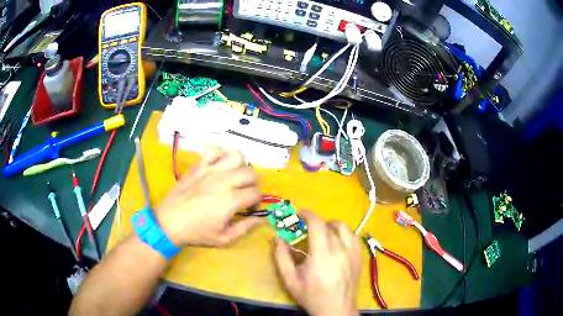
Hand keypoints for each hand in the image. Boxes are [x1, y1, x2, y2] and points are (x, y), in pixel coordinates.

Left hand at [155, 148, 262, 246]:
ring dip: (241, 167)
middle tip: (244, 194)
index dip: (257, 202)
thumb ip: (246, 227)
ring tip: (234, 178)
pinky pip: (215, 151)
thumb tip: (262, 219)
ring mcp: (210, 170)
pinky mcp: (199, 165)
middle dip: (253, 184)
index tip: (249, 209)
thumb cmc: (197, 232)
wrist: (170, 221)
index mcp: (231, 199)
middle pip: (251, 173)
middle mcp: (224, 180)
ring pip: (237, 157)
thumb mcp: (224, 238)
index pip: (256, 193)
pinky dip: (221, 155)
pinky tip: (220, 166)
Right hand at [274, 211, 360, 315]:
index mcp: (321, 254)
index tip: (300, 214)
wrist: (335, 309)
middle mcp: (340, 249)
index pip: (317, 224)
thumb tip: (277, 238)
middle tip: (307, 229)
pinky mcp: (359, 257)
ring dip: (332, 226)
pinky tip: (338, 242)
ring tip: (324, 233)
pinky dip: (344, 234)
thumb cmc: (311, 295)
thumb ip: (281, 257)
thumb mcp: (290, 279)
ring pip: (345, 228)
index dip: (308, 215)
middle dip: (317, 222)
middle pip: (330, 225)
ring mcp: (352, 253)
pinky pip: (354, 237)